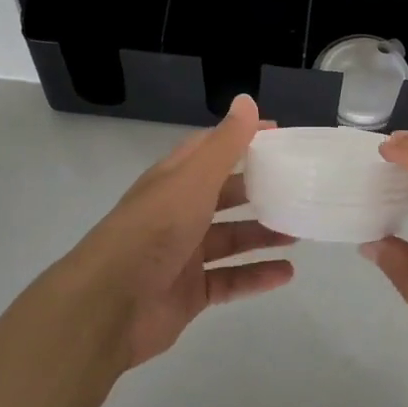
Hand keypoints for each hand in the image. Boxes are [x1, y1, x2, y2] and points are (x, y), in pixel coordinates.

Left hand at [60, 95, 294, 369]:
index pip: (211, 150)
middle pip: (224, 195)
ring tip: (299, 232)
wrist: (109, 306)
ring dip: (262, 234)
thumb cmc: (154, 231)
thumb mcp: (193, 179)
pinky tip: (286, 273)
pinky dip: (256, 276)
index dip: (243, 140)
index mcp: (174, 180)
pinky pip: (229, 280)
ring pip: (230, 238)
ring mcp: (182, 254)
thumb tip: (247, 100)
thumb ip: (225, 144)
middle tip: (297, 188)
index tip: (281, 137)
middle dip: (258, 190)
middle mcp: (177, 212)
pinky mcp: (189, 292)